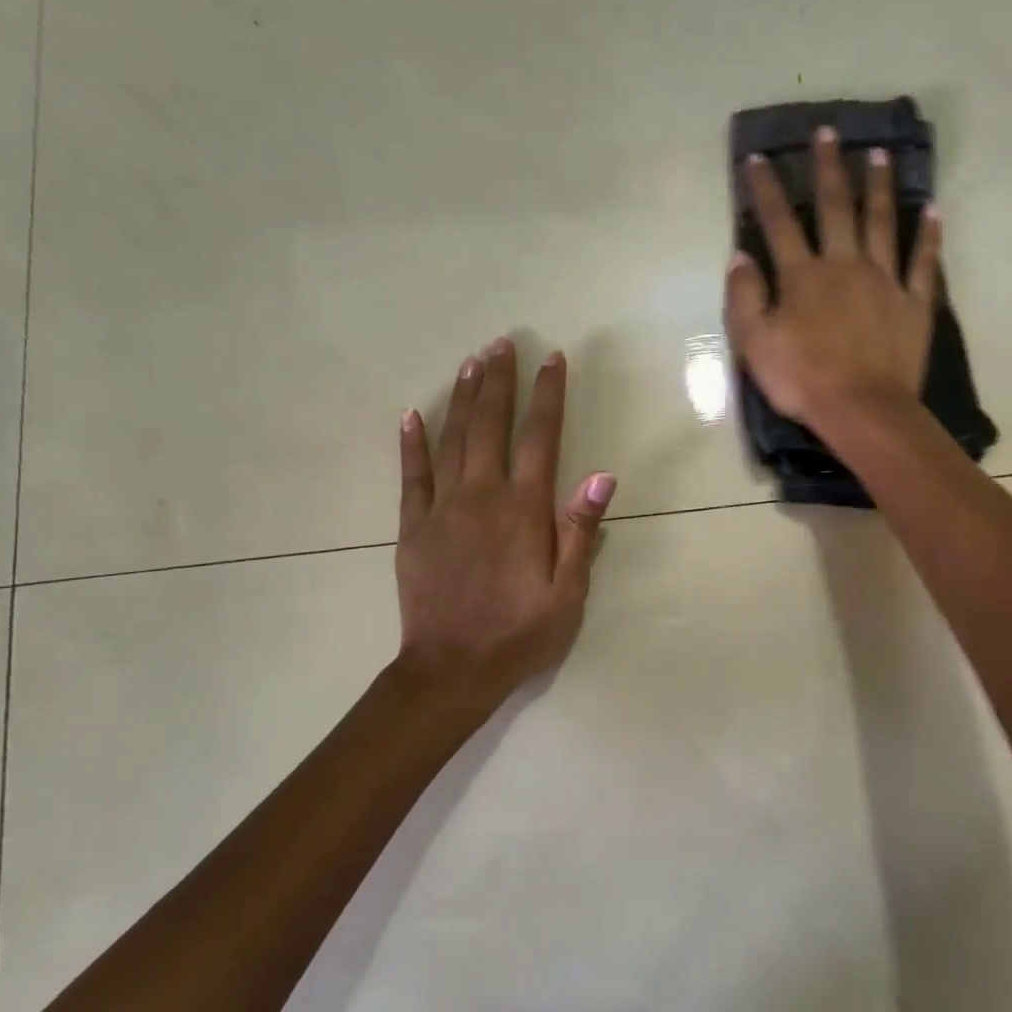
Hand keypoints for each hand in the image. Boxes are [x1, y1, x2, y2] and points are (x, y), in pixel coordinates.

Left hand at [396, 339, 614, 699]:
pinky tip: (411, 415)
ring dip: (462, 397)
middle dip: (499, 381)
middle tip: (502, 342)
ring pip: (452, 439)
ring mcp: (441, 508)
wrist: (451, 669)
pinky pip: (411, 475)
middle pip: (490, 425)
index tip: (551, 360)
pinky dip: (411, 443)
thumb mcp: (567, 591)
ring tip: (471, 362)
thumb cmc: (520, 633)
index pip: (539, 438)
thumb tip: (600, 475)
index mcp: (523, 510)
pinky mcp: (412, 527)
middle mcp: (481, 496)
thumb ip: (579, 531)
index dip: (547, 395)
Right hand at [724, 127, 941, 432]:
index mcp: (803, 275)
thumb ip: (744, 297)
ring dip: (879, 186)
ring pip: (882, 222)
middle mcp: (844, 265)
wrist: (863, 410)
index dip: (765, 189)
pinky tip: (933, 209)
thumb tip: (739, 256)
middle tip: (828, 132)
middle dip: (828, 168)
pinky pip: (924, 261)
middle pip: (835, 207)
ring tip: (879, 154)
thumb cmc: (803, 380)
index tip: (759, 158)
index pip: (778, 223)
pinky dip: (929, 234)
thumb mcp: (755, 344)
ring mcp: (884, 280)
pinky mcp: (914, 302)